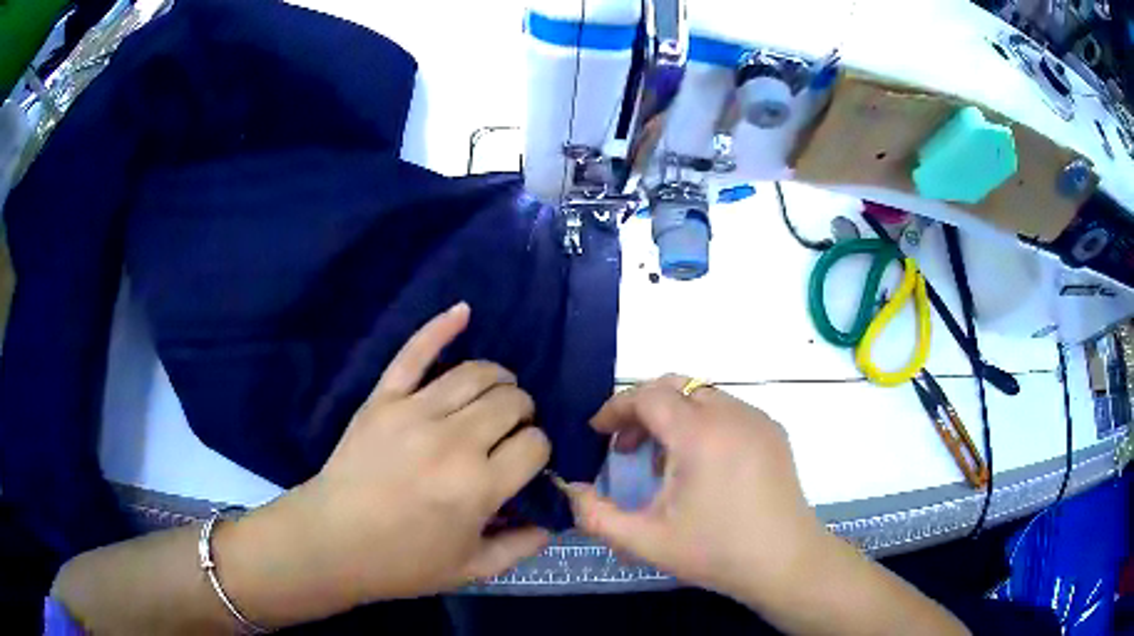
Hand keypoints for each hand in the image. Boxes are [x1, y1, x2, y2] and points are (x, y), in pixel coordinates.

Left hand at [219, 303, 551, 622]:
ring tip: (497, 395)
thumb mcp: (473, 569)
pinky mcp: (384, 398)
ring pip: (477, 373)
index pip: (535, 444)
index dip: (539, 452)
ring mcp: (415, 411)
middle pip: (512, 401)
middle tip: (510, 435)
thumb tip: (559, 516)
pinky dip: (441, 327)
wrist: (332, 542)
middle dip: (523, 414)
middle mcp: (454, 440)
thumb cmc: (403, 562)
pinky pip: (415, 352)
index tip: (526, 464)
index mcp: (479, 486)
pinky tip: (463, 311)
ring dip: (499, 379)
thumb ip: (524, 544)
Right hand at [566, 375, 825, 606]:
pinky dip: (702, 423)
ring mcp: (757, 420)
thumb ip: (596, 515)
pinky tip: (701, 466)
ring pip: (703, 395)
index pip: (648, 395)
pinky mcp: (773, 432)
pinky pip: (728, 410)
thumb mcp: (646, 541)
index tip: (597, 433)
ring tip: (661, 462)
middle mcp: (732, 414)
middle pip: (676, 386)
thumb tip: (570, 489)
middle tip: (625, 446)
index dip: (615, 408)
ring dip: (673, 416)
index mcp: (700, 434)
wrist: (786, 562)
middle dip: (642, 408)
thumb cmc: (716, 551)